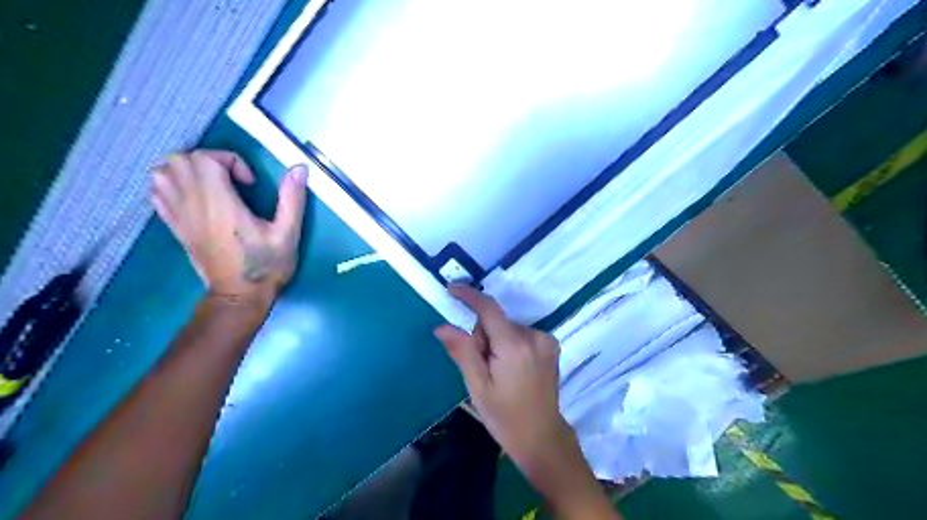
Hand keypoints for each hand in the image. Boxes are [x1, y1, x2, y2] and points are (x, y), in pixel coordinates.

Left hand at [151, 150, 306, 300]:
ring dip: (187, 169)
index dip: (230, 160)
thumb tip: (299, 168)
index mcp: (220, 204)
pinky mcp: (174, 226)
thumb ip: (292, 199)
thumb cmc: (266, 265)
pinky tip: (195, 196)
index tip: (250, 183)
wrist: (239, 295)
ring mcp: (179, 216)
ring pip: (163, 172)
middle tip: (232, 179)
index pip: (205, 159)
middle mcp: (193, 205)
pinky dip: (172, 184)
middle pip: (180, 160)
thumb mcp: (288, 234)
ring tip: (213, 184)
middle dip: (209, 160)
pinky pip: (157, 192)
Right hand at [432, 287, 573, 476]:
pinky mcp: (551, 345)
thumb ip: (462, 351)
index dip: (470, 296)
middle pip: (497, 321)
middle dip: (483, 335)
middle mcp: (534, 335)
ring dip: (496, 340)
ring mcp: (546, 339)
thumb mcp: (477, 386)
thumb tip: (442, 326)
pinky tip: (511, 368)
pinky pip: (520, 334)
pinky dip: (510, 343)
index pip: (489, 309)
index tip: (452, 288)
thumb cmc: (504, 416)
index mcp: (514, 346)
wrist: (541, 437)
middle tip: (481, 365)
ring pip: (507, 327)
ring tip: (498, 371)